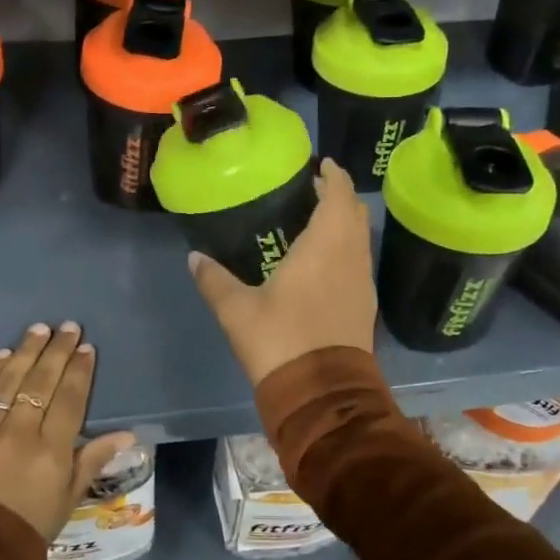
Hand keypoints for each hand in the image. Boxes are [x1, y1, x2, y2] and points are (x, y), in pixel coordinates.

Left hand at [0, 323, 136, 540]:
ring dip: (25, 352)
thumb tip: (127, 433)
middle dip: (57, 351)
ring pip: (7, 382)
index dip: (79, 371)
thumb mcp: (65, 503)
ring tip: (38, 330)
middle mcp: (18, 435)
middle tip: (67, 326)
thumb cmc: (21, 535)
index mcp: (51, 454)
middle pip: (41, 383)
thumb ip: (92, 461)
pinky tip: (1, 356)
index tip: (86, 347)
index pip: (70, 400)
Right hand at [188, 158, 376, 385]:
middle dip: (338, 196)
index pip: (339, 195)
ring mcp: (363, 283)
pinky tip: (324, 261)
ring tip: (317, 220)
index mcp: (325, 246)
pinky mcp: (365, 306)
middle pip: (354, 213)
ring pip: (360, 239)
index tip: (322, 164)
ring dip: (344, 223)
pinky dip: (346, 248)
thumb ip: (215, 280)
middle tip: (313, 189)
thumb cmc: (280, 341)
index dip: (334, 176)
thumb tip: (194, 258)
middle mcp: (351, 257)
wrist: (323, 395)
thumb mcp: (237, 311)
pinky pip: (359, 262)